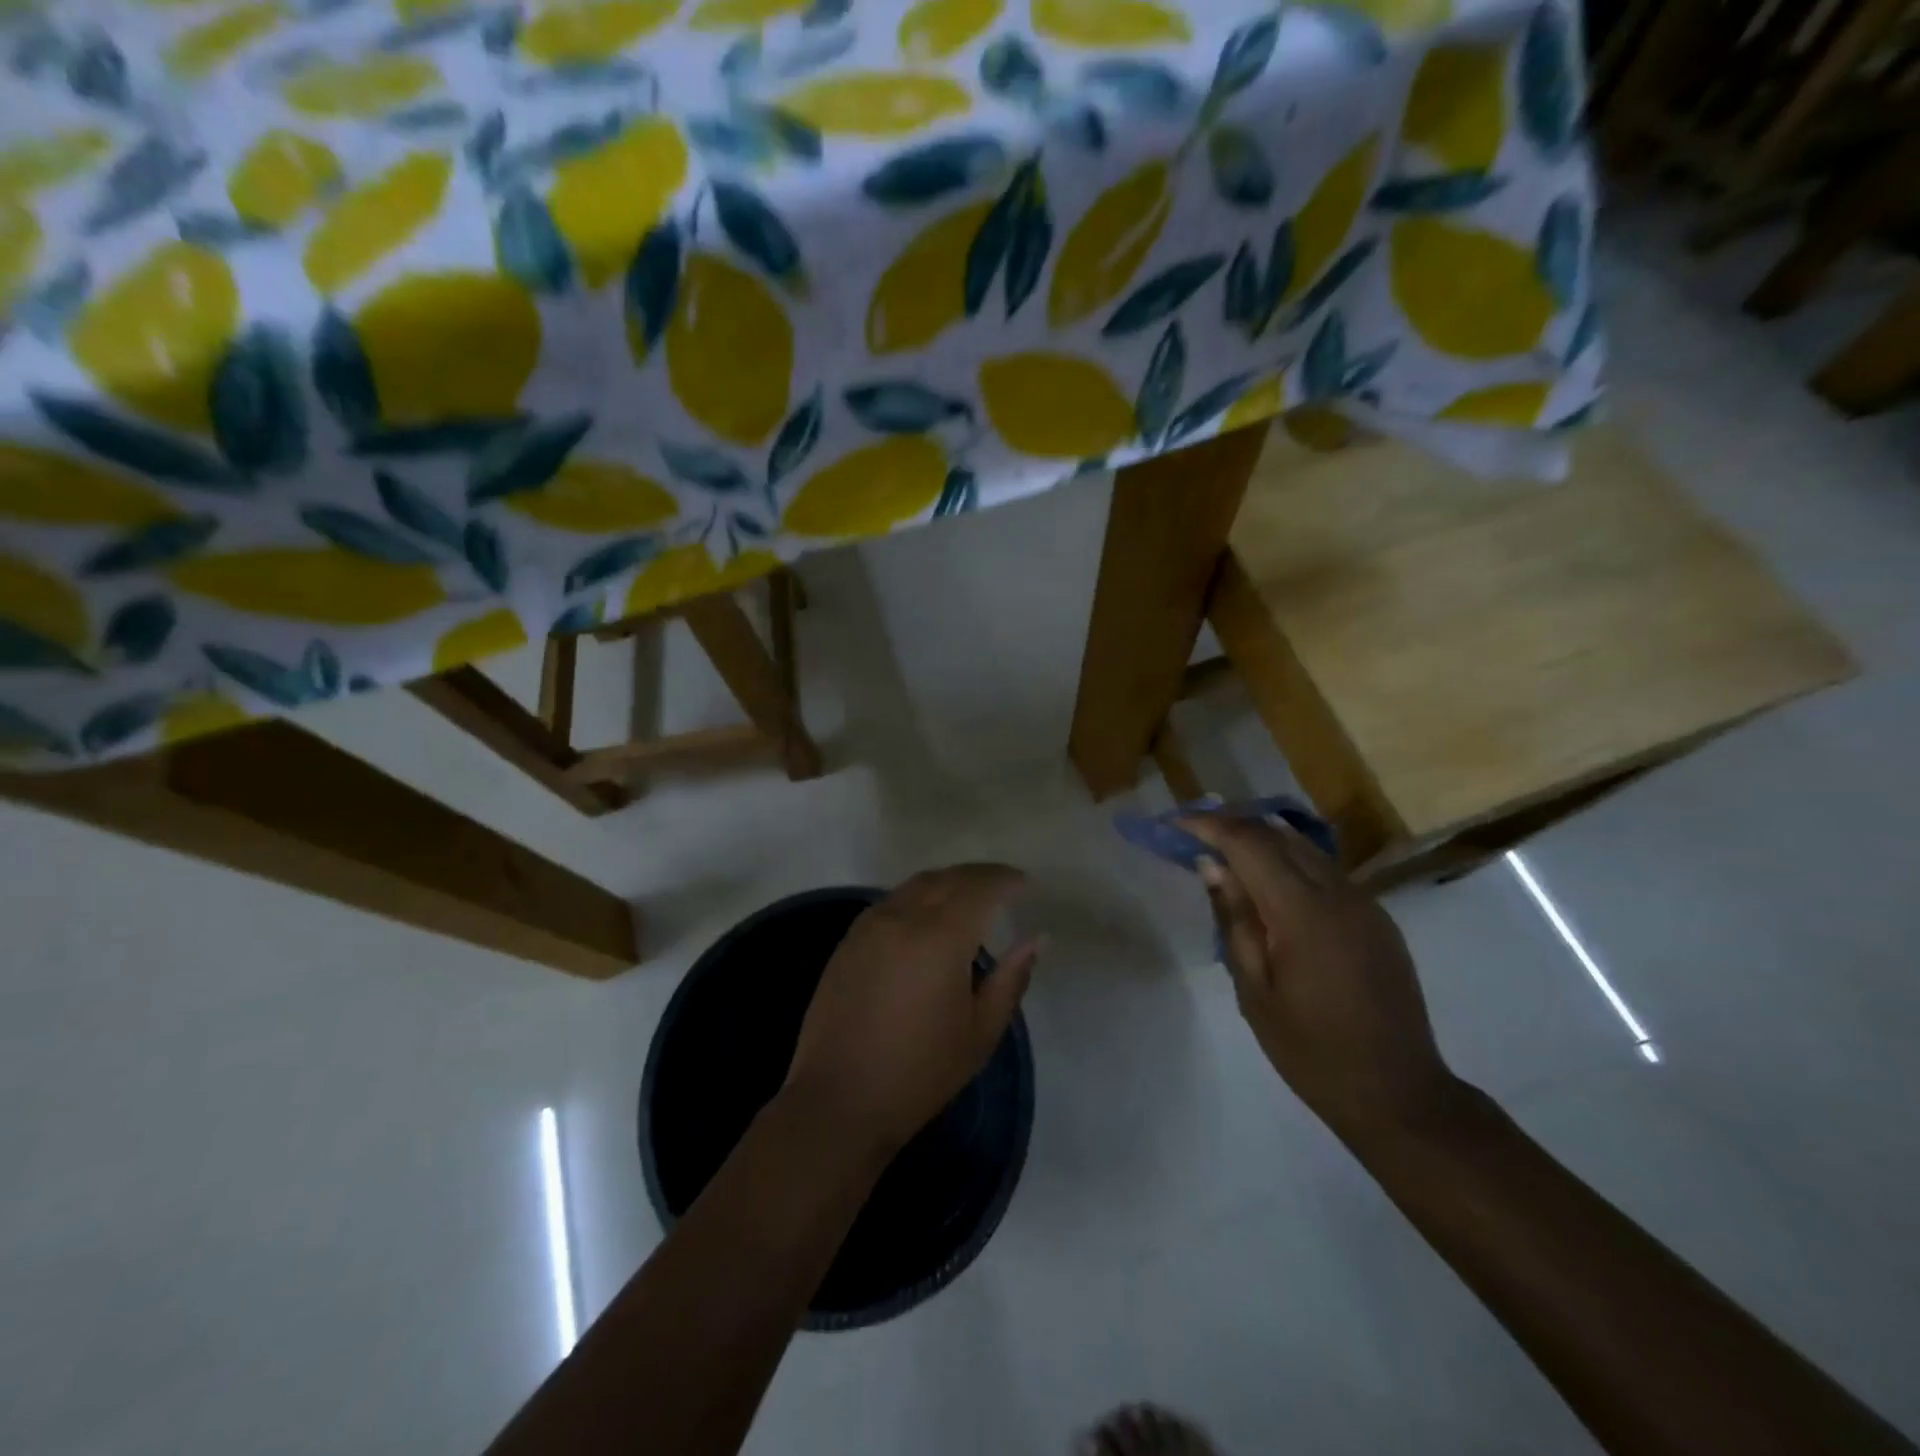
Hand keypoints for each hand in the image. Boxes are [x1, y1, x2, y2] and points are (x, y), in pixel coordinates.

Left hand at [785, 865, 1040, 1156]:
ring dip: (947, 882)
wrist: (838, 1100)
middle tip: (1002, 885)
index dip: (1004, 879)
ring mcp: (869, 925)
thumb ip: (1011, 978)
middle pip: (946, 878)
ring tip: (969, 897)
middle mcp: (902, 917)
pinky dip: (918, 896)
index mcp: (940, 937)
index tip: (1024, 883)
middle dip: (978, 875)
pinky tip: (927, 916)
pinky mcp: (849, 940)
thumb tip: (1036, 938)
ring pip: (915, 885)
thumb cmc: (920, 1072)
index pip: (979, 887)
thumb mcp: (980, 1032)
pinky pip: (891, 901)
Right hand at [1180, 813, 1461, 1140]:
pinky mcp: (1377, 918)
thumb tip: (1213, 867)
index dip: (1210, 826)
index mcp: (1304, 912)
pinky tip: (1269, 883)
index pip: (1250, 844)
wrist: (1398, 1093)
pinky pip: (1326, 871)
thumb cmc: (1311, 1051)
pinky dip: (1290, 862)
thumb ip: (1235, 921)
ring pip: (1306, 848)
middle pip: (1279, 836)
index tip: (1176, 824)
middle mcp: (1339, 893)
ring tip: (1224, 851)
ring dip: (1262, 841)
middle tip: (1194, 833)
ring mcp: (1365, 903)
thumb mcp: (1254, 991)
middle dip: (1234, 826)